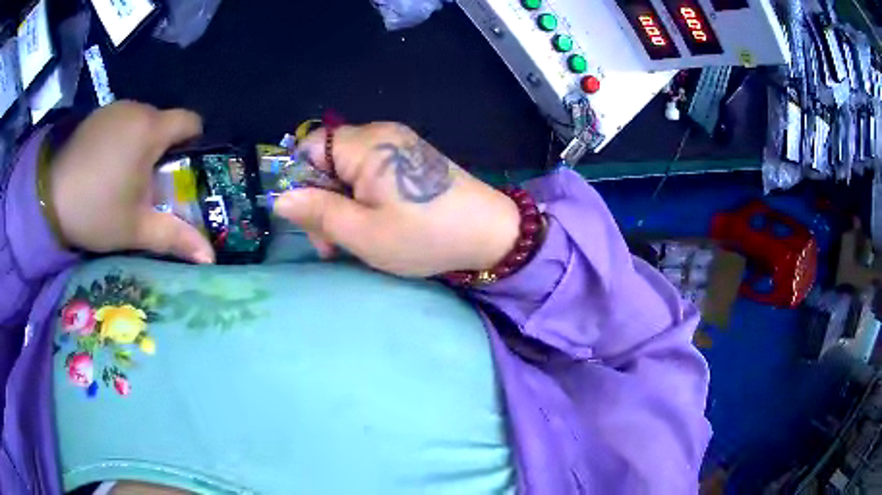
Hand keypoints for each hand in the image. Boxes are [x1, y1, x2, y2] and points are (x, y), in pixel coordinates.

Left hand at [49, 101, 214, 263]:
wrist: (48, 198)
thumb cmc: (96, 210)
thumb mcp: (136, 229)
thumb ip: (174, 238)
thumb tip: (210, 258)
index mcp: (150, 130)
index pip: (190, 121)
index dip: (194, 142)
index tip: (182, 169)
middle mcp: (137, 108)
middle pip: (164, 123)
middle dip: (164, 150)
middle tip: (149, 184)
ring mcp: (114, 108)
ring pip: (142, 121)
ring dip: (141, 144)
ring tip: (124, 176)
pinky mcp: (97, 115)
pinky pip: (122, 121)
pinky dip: (122, 139)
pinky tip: (106, 165)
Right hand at [273, 122, 519, 277]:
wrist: (491, 235)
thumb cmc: (426, 235)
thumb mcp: (364, 233)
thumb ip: (318, 213)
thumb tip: (281, 198)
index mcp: (367, 145)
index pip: (310, 146)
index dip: (301, 181)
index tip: (311, 219)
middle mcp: (381, 135)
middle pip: (328, 160)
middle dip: (322, 201)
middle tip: (332, 244)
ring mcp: (399, 146)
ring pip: (348, 171)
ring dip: (343, 205)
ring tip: (355, 240)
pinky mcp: (411, 161)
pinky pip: (371, 174)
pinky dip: (364, 200)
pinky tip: (375, 225)